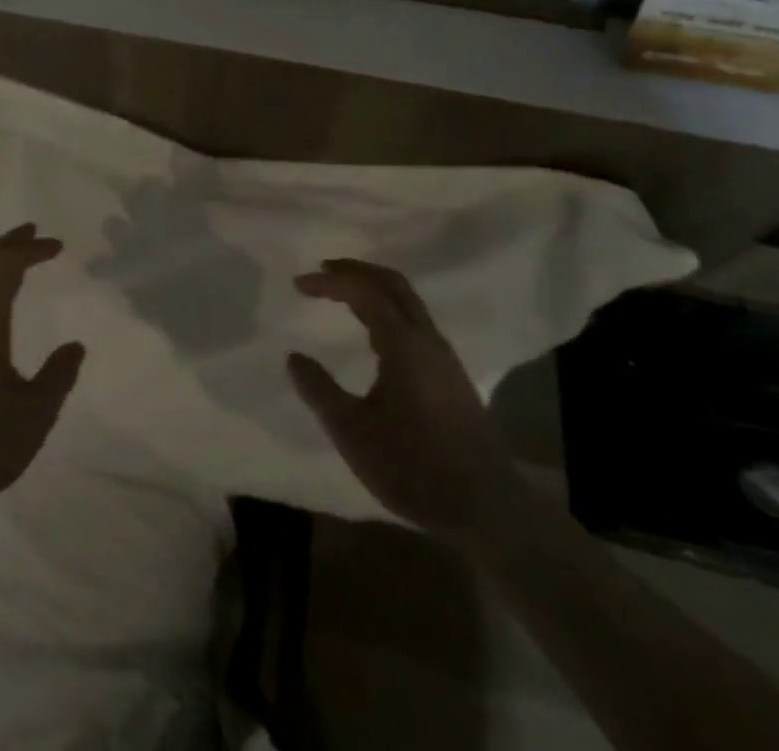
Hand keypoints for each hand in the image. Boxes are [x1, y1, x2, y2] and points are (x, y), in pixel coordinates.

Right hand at [288, 259, 520, 539]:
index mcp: (403, 343)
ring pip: (408, 302)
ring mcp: (444, 357)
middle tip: (323, 270)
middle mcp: (427, 339)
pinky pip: (416, 322)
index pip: (364, 292)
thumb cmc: (412, 465)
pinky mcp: (451, 376)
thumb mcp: (352, 430)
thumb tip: (294, 357)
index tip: (299, 284)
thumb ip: (319, 389)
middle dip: (357, 270)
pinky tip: (375, 334)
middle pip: (393, 284)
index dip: (330, 282)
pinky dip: (388, 309)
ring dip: (374, 288)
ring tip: (344, 295)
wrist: (484, 508)